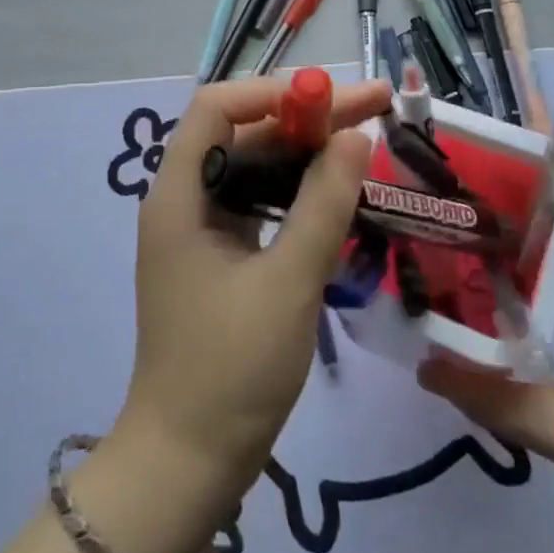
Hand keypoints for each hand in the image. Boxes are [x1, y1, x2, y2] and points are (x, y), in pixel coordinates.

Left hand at [113, 76, 391, 500]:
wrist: (189, 460)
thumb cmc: (232, 369)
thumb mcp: (288, 282)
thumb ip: (323, 205)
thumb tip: (355, 136)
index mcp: (179, 194)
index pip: (217, 108)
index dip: (274, 92)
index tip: (334, 99)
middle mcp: (183, 199)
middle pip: (242, 134)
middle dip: (304, 118)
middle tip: (374, 110)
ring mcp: (200, 230)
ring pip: (254, 169)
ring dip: (305, 153)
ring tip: (365, 143)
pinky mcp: (219, 257)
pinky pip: (259, 205)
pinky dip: (296, 193)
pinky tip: (338, 194)